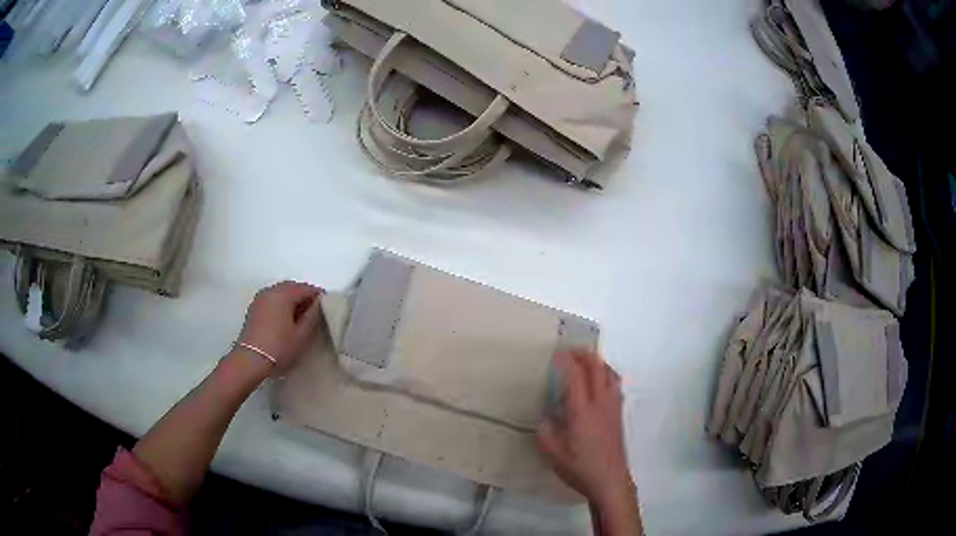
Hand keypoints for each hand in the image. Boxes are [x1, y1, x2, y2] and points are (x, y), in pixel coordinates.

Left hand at [237, 281, 323, 371]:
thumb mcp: (301, 335)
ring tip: (301, 315)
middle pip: (292, 287)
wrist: (251, 359)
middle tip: (315, 310)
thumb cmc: (279, 347)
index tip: (328, 305)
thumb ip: (312, 316)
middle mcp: (270, 291)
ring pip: (281, 292)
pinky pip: (272, 299)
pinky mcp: (254, 308)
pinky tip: (286, 318)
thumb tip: (318, 305)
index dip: (318, 295)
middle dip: (304, 295)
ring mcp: (260, 298)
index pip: (306, 288)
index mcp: (283, 294)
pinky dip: (281, 303)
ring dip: (292, 299)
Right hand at [538, 351, 634, 508]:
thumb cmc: (580, 469)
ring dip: (598, 362)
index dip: (567, 361)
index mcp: (582, 412)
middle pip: (597, 369)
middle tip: (571, 350)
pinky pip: (615, 385)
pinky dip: (607, 375)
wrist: (610, 480)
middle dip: (585, 354)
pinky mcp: (619, 415)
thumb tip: (544, 417)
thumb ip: (545, 433)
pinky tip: (599, 383)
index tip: (557, 352)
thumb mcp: (554, 455)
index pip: (576, 377)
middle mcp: (600, 404)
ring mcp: (613, 408)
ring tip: (586, 362)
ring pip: (610, 374)